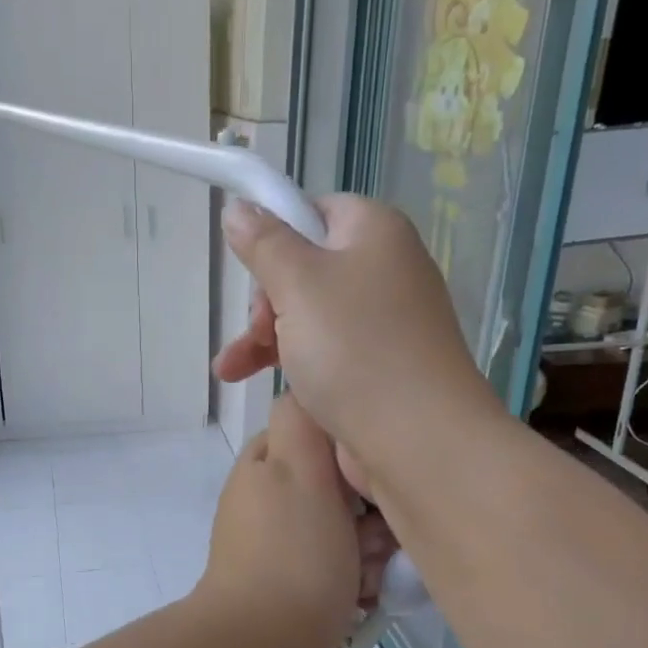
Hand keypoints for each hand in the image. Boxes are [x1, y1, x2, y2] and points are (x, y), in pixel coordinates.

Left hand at [196, 396, 390, 647]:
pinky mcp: (281, 580)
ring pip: (339, 527)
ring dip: (364, 548)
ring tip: (366, 574)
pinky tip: (359, 596)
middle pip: (335, 485)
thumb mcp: (303, 470)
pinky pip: (329, 564)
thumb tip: (308, 391)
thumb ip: (304, 422)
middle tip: (373, 539)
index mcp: (265, 461)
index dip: (354, 453)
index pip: (320, 433)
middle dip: (366, 511)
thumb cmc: (293, 552)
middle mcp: (265, 494)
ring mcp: (271, 540)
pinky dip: (349, 577)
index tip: (374, 479)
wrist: (259, 644)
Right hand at [212, 195, 502, 496]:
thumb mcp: (297, 283)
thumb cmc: (354, 347)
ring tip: (230, 368)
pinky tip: (245, 379)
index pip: (316, 210)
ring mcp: (381, 322)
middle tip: (258, 328)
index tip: (252, 267)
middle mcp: (384, 270)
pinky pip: (321, 350)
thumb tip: (238, 207)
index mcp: (374, 233)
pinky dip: (286, 360)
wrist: (417, 440)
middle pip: (305, 266)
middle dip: (266, 298)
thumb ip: (263, 243)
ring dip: (262, 336)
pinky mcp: (375, 366)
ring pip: (306, 313)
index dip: (277, 235)